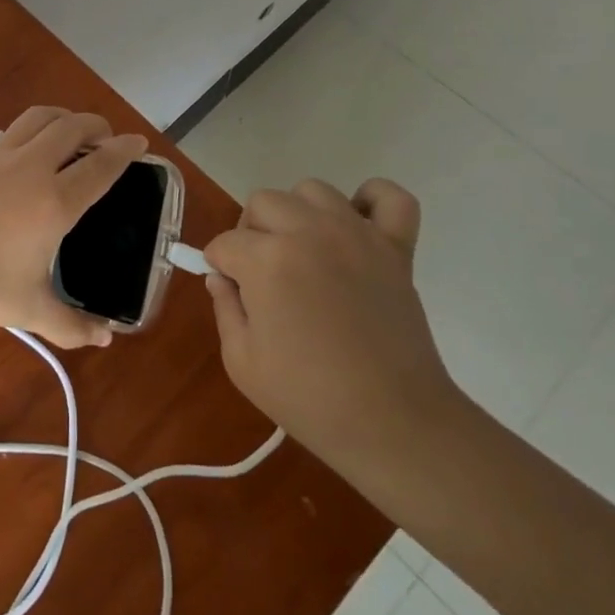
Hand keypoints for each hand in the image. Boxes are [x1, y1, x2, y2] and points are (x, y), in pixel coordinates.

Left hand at [0, 106, 146, 348]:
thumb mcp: (32, 310)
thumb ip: (73, 325)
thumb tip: (106, 339)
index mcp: (56, 201)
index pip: (101, 165)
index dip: (125, 150)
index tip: (139, 143)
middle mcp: (33, 168)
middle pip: (74, 127)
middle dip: (98, 126)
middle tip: (108, 138)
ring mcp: (1, 156)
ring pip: (41, 117)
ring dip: (65, 118)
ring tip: (72, 132)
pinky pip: (15, 130)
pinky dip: (35, 130)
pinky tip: (31, 152)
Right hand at [203, 178, 463, 492]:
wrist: (394, 424)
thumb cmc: (309, 399)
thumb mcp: (242, 363)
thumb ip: (224, 308)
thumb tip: (223, 278)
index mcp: (267, 260)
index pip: (224, 244)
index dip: (220, 267)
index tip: (232, 293)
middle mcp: (309, 232)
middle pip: (262, 203)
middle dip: (251, 234)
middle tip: (262, 274)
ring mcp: (356, 234)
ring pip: (312, 190)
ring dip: (299, 214)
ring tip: (304, 251)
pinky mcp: (395, 246)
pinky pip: (388, 196)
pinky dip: (372, 201)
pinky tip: (357, 227)